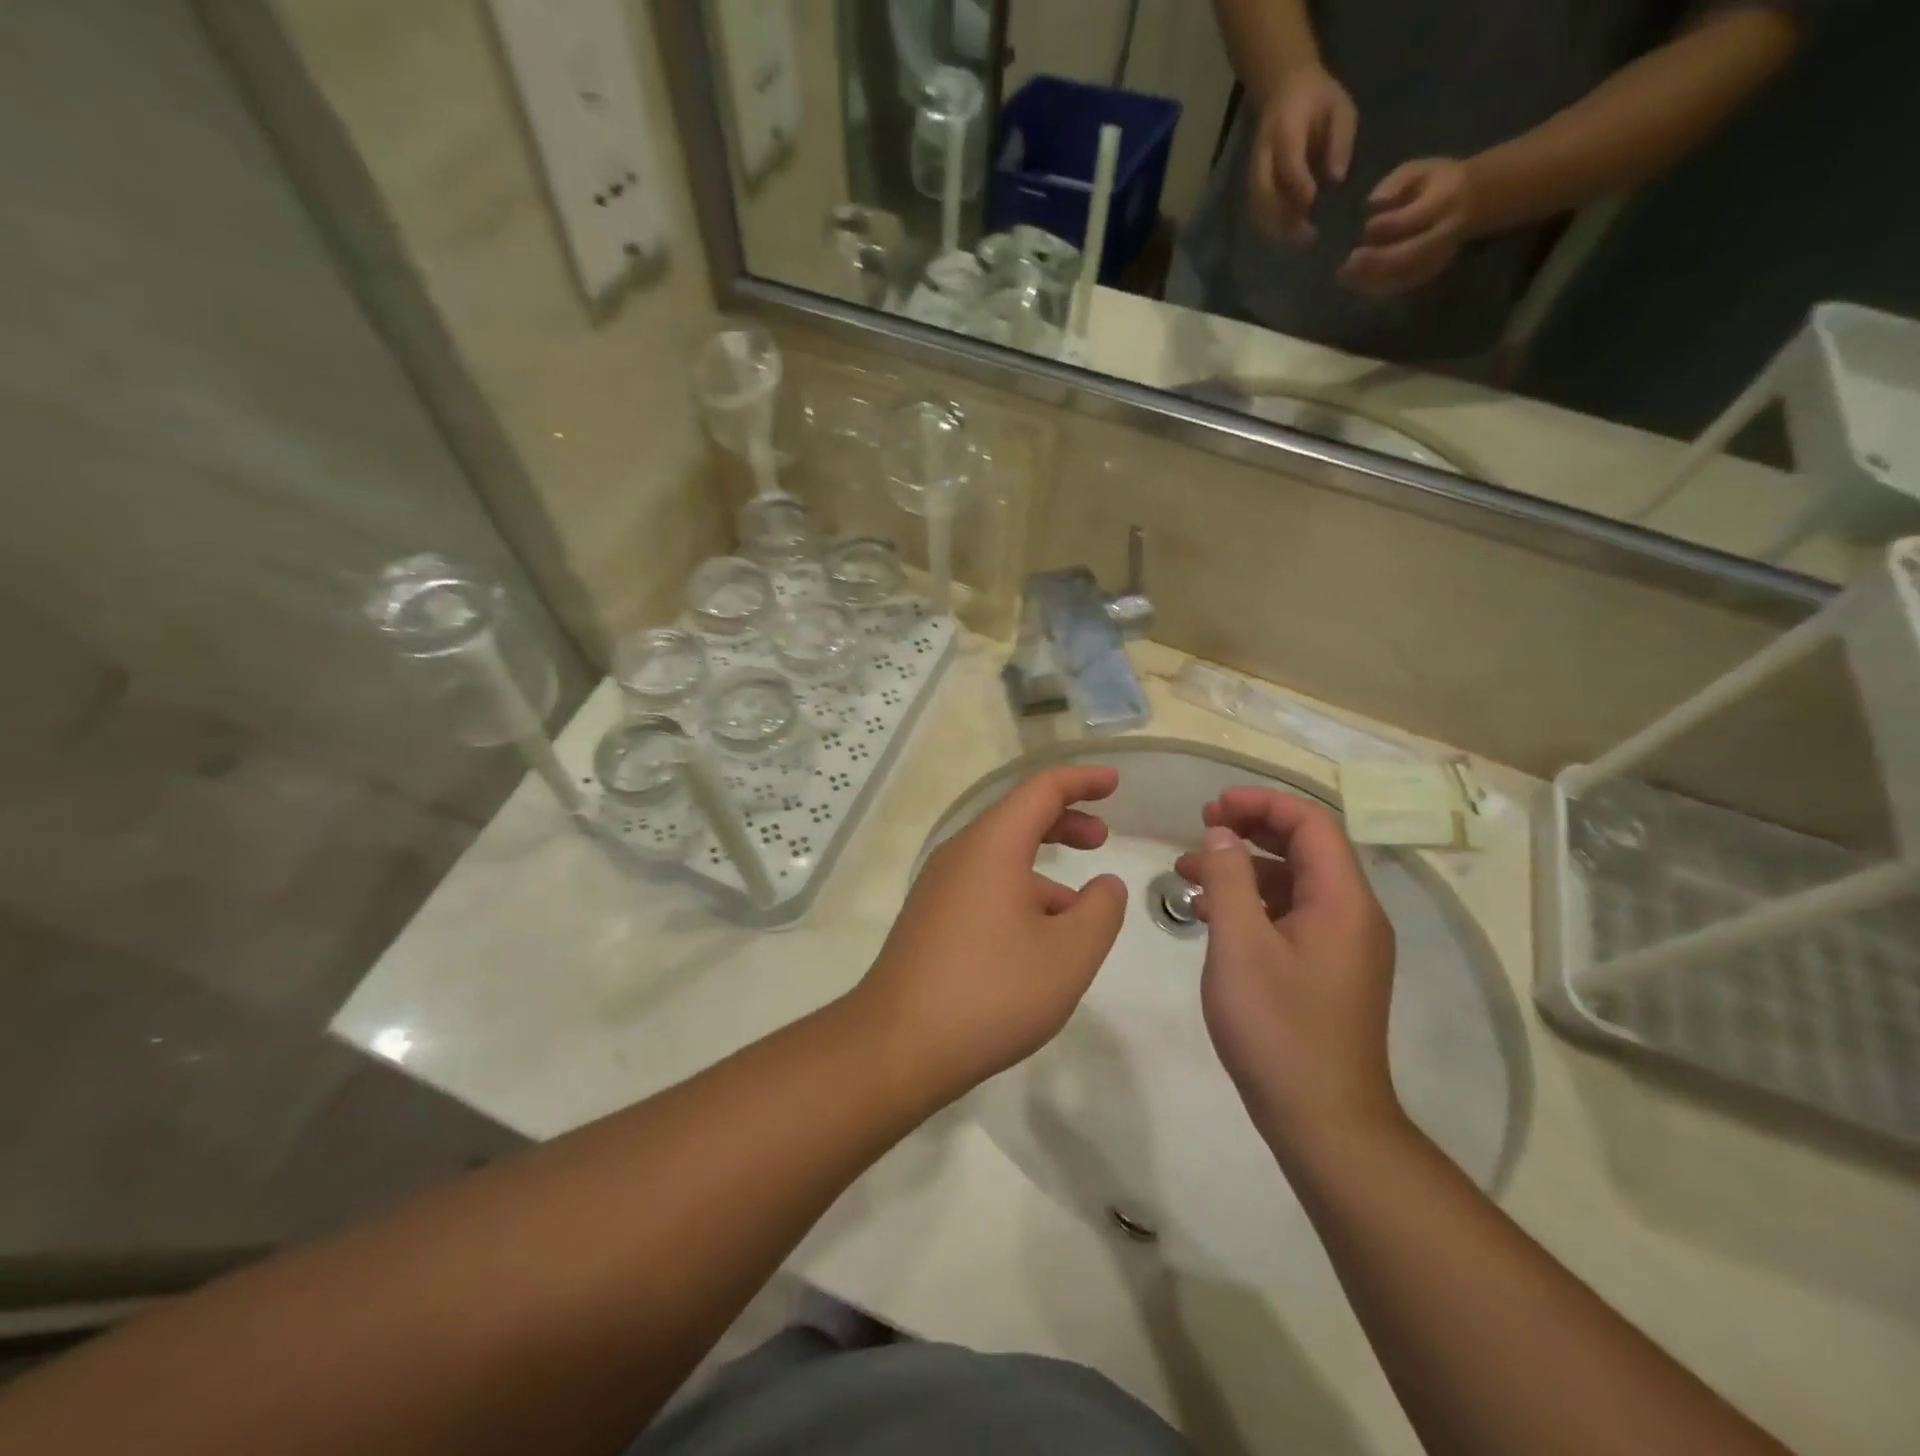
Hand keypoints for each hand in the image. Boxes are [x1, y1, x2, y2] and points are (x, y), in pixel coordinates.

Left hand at [856, 765, 1127, 1104]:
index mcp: (992, 844)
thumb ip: (1100, 910)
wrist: (899, 1044)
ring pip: (1000, 856)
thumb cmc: (992, 991)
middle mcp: (960, 854)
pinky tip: (1039, 941)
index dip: (1082, 780)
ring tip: (1081, 909)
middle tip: (1101, 837)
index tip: (1115, 782)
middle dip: (1064, 820)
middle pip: (1017, 817)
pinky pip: (983, 886)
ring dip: (1044, 867)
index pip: (1041, 789)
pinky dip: (1020, 893)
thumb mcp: (1069, 954)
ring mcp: (939, 887)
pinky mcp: (930, 918)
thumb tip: (1104, 885)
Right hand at [1175, 789, 1398, 1156]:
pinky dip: (1252, 902)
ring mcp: (1342, 945)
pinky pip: (1290, 915)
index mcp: (1343, 901)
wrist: (1323, 1121)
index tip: (1212, 808)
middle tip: (1201, 828)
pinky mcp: (1327, 970)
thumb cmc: (1278, 1028)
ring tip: (1188, 871)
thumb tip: (1221, 833)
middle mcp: (1353, 915)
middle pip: (1306, 848)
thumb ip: (1228, 879)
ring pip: (1293, 882)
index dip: (1262, 804)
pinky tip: (1210, 914)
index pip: (1312, 824)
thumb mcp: (1239, 945)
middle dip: (1252, 829)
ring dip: (1244, 868)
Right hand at [1248, 66, 1357, 243]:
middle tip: (1308, 237)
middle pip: (1265, 195)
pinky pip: (1257, 213)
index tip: (1312, 204)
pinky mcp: (1253, 186)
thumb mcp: (1340, 108)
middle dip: (1284, 219)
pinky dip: (1270, 229)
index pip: (1288, 163)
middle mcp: (1263, 155)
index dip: (1298, 185)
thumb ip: (1340, 141)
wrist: (1283, 89)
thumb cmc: (1318, 100)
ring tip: (1299, 243)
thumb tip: (1337, 178)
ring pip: (1258, 209)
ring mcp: (1254, 173)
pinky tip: (1288, 237)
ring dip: (1276, 230)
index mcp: (1286, 129)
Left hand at [1338, 157, 1476, 294]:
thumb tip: (1373, 202)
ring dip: (1371, 280)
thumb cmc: (1437, 182)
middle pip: (1407, 255)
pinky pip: (1401, 286)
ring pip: (1403, 276)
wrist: (1474, 201)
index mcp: (1444, 202)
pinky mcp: (1430, 273)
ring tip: (1345, 277)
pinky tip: (1356, 283)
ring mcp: (1438, 257)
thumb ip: (1397, 182)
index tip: (1363, 228)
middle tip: (1346, 265)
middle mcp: (1443, 234)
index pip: (1411, 219)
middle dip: (1374, 262)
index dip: (1385, 226)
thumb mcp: (1420, 169)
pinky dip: (1377, 287)